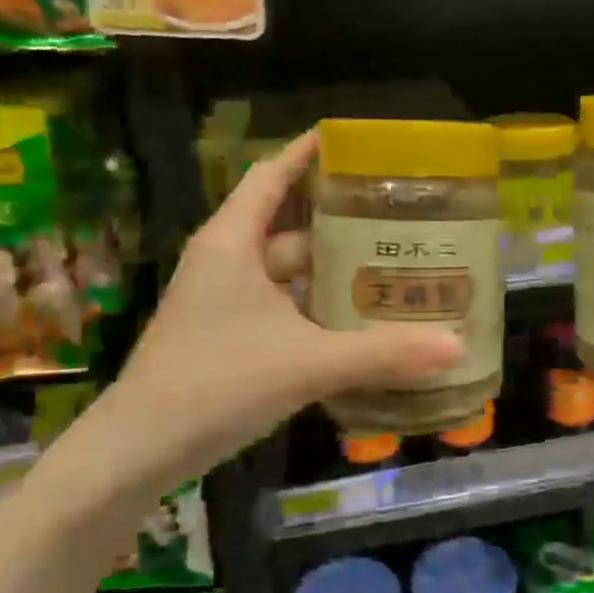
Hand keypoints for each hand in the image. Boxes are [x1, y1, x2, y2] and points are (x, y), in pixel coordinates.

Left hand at [107, 132, 461, 484]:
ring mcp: (224, 301)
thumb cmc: (216, 384)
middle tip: (397, 217)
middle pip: (290, 225)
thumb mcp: (307, 363)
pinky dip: (317, 308)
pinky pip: (282, 306)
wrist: (137, 451)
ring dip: (331, 270)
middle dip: (340, 221)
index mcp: (232, 243)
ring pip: (288, 272)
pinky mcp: (228, 336)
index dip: (307, 153)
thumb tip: (456, 346)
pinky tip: (356, 321)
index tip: (353, 141)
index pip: (271, 175)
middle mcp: (227, 262)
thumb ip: (383, 354)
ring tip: (390, 266)